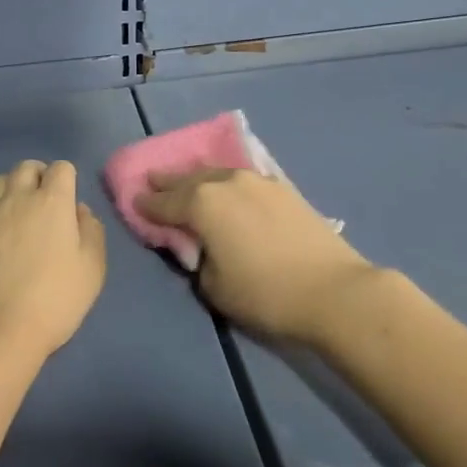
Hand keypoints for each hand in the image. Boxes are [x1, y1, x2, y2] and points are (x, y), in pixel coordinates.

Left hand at [0, 160, 106, 360]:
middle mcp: (17, 198)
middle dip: (37, 176)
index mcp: (53, 203)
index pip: (61, 168)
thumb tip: (79, 211)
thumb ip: (92, 232)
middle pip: (26, 168)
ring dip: (8, 186)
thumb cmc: (53, 301)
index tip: (67, 200)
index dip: (66, 179)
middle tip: (41, 200)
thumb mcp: (92, 270)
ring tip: (12, 206)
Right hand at [137, 167, 380, 345]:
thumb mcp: (214, 286)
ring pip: (217, 173)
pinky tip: (227, 187)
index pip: (164, 202)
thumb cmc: (265, 293)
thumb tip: (203, 246)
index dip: (146, 205)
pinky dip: (227, 182)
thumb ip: (198, 259)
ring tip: (187, 181)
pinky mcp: (282, 187)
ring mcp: (257, 180)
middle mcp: (226, 182)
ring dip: (198, 178)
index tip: (133, 201)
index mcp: (202, 203)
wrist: (333, 290)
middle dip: (168, 181)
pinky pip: (243, 179)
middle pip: (188, 179)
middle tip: (152, 180)